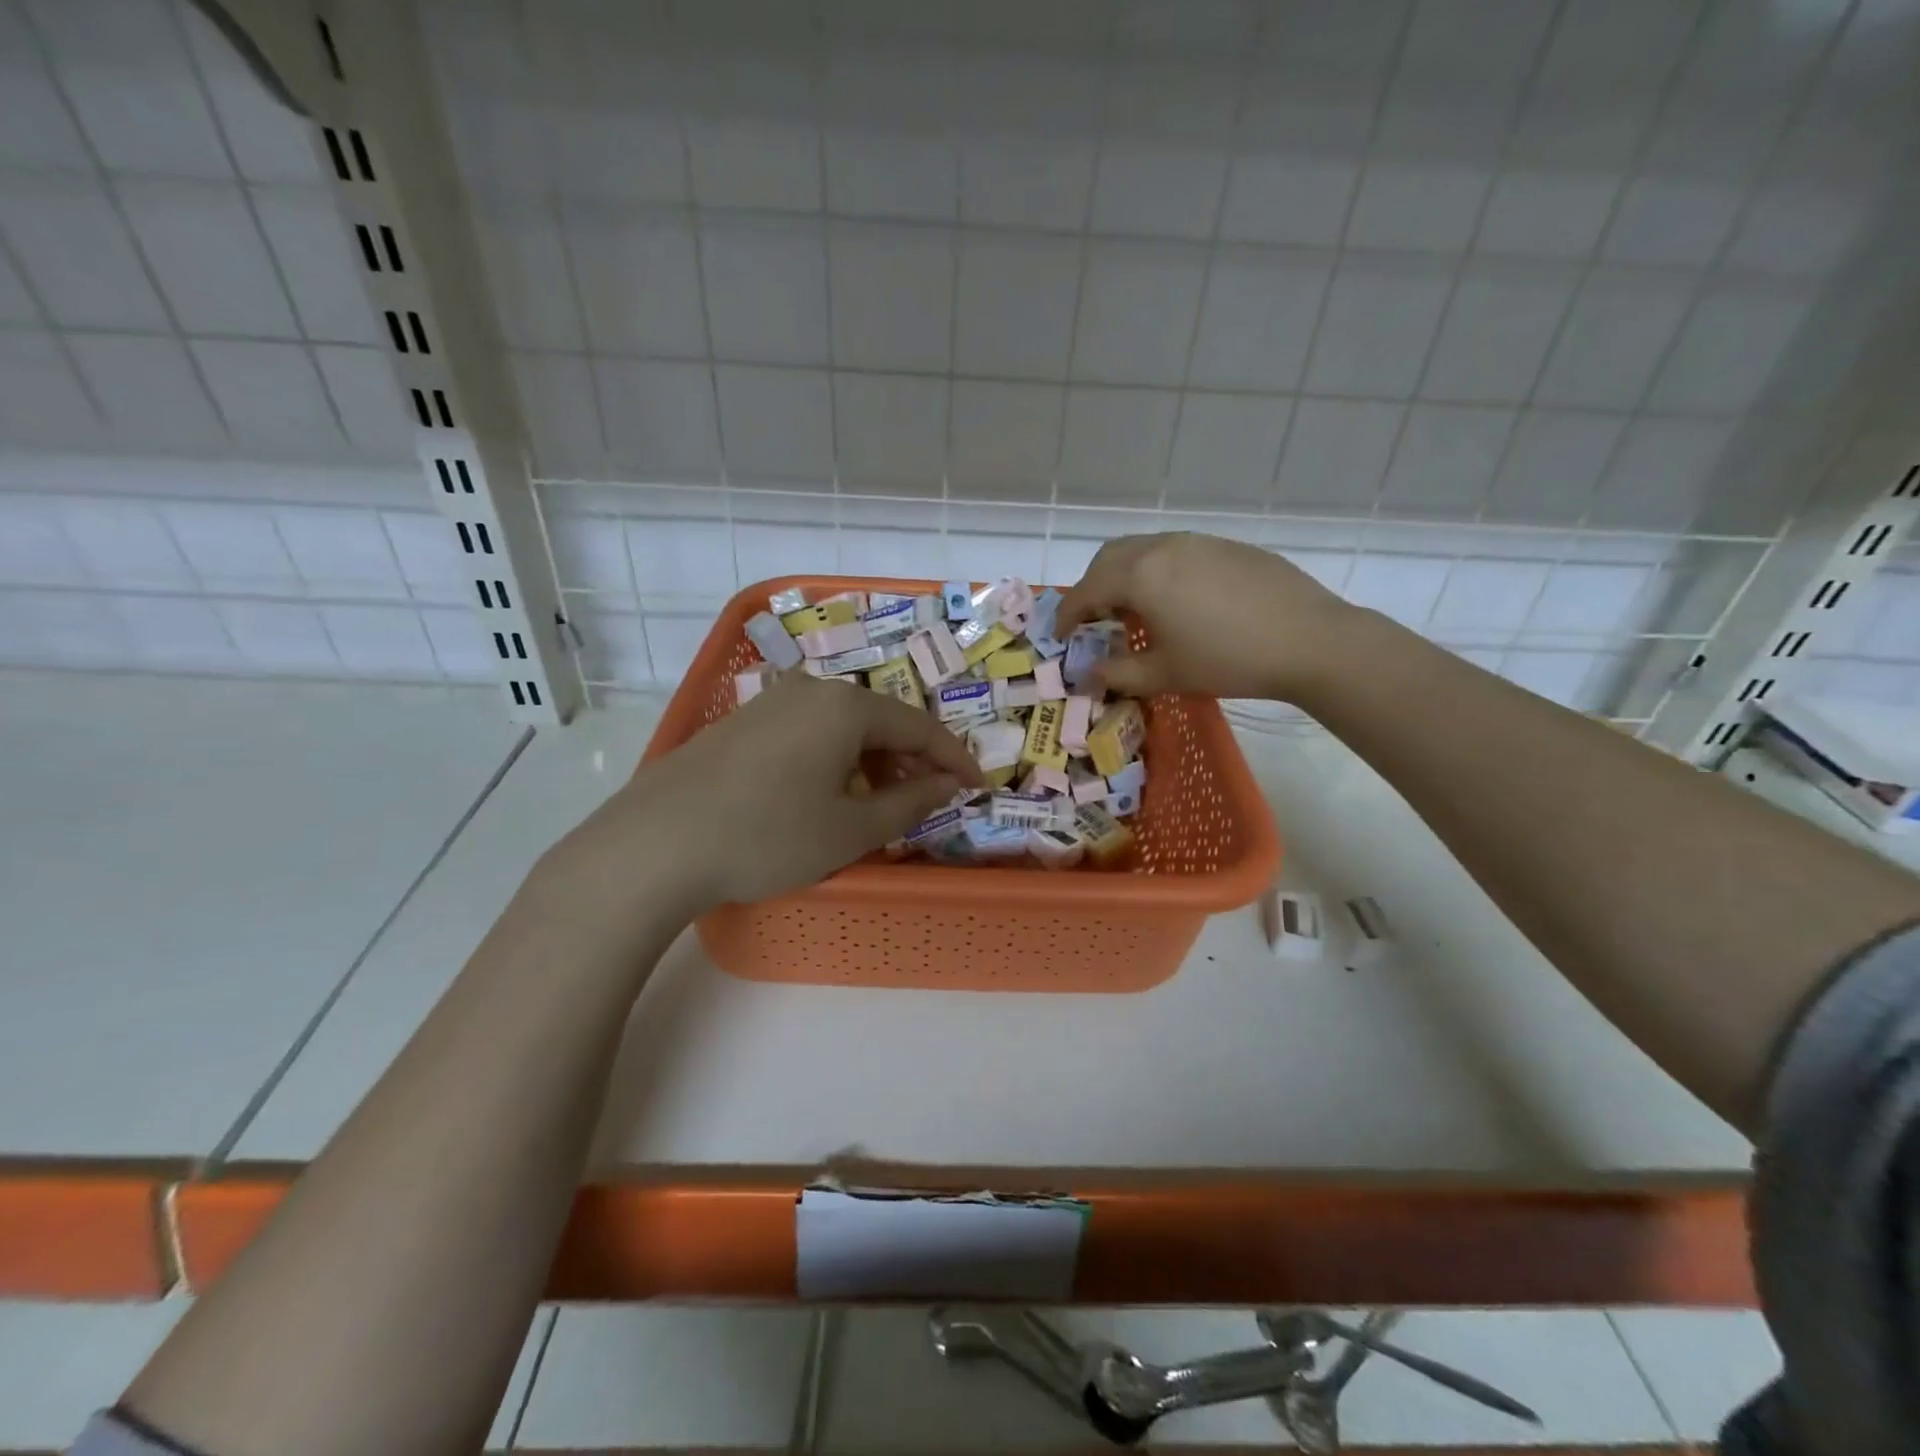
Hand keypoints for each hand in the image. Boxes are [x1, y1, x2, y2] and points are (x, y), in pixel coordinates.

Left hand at [543, 672, 983, 917]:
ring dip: (870, 762)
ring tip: (875, 805)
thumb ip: (911, 803)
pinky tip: (822, 796)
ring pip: (840, 728)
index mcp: (845, 706)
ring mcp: (769, 703)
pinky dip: (832, 761)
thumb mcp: (852, 828)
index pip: (919, 725)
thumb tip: (947, 784)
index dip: (953, 757)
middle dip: (909, 760)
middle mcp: (810, 690)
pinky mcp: (739, 724)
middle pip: (879, 721)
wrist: (655, 844)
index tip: (975, 786)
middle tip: (925, 800)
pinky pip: (806, 734)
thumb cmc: (770, 835)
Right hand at [1055, 532, 1355, 700]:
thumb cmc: (1228, 660)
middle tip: (1095, 620)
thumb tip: (1087, 676)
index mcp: (1140, 575)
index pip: (1086, 591)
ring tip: (1135, 611)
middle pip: (1109, 558)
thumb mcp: (1165, 674)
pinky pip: (1176, 552)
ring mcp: (1198, 541)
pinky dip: (1158, 572)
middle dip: (1093, 587)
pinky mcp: (1226, 546)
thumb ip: (1117, 674)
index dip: (1067, 615)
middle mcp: (1162, 547)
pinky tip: (1178, 602)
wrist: (1310, 640)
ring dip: (1126, 576)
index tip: (1061, 636)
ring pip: (1143, 549)